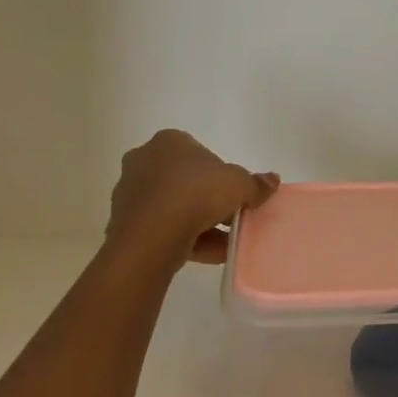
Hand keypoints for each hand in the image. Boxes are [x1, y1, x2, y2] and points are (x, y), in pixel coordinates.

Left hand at [105, 130, 279, 264]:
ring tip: (225, 243)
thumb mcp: (239, 184)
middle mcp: (144, 160)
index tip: (234, 194)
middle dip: (209, 200)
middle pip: (186, 181)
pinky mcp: (124, 223)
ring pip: (173, 207)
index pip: (200, 153)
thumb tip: (273, 180)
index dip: (221, 174)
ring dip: (198, 223)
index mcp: (169, 141)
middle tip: (231, 218)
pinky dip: (184, 239)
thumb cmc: (197, 194)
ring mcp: (130, 193)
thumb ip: (256, 183)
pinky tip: (209, 254)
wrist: (152, 235)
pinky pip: (162, 228)